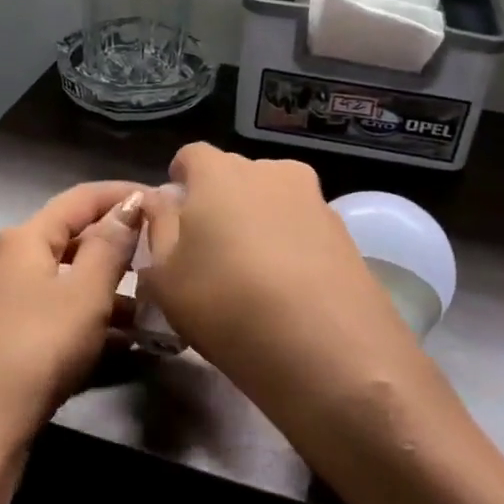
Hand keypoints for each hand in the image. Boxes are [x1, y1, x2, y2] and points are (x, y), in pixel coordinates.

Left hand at [0, 181, 147, 472]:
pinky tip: (116, 344)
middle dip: (116, 249)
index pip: (80, 199)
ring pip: (61, 283)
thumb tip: (128, 205)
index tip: (160, 200)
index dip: (121, 195)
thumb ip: (110, 246)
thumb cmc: (35, 348)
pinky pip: (48, 314)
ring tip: (150, 312)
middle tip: (159, 260)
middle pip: (69, 241)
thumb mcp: (85, 295)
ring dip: (104, 292)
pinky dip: (82, 320)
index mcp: (22, 239)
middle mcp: (3, 261)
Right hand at [139, 145, 414, 408]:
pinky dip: (289, 245)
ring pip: (272, 199)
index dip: (180, 181)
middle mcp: (269, 171)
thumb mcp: (165, 275)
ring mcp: (313, 198)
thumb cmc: (226, 303)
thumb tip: (161, 200)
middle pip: (234, 175)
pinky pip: (302, 226)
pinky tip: (285, 288)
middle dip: (218, 201)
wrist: (328, 347)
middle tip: (209, 251)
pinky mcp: (344, 232)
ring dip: (257, 222)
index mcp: (219, 172)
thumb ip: (158, 227)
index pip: (191, 155)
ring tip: (250, 273)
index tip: (175, 217)